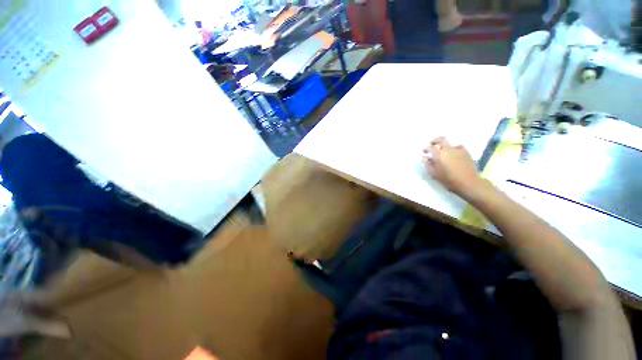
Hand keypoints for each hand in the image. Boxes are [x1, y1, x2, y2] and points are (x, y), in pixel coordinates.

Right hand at [422, 137, 483, 199]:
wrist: (468, 183)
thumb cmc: (448, 179)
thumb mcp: (434, 173)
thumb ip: (428, 164)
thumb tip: (425, 157)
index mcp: (439, 154)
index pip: (430, 147)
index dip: (426, 148)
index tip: (424, 151)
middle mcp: (448, 149)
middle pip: (441, 139)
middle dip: (435, 141)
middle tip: (432, 144)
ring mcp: (459, 150)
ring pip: (451, 144)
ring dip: (446, 147)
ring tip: (444, 152)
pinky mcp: (467, 153)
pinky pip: (459, 148)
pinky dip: (455, 150)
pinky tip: (454, 155)